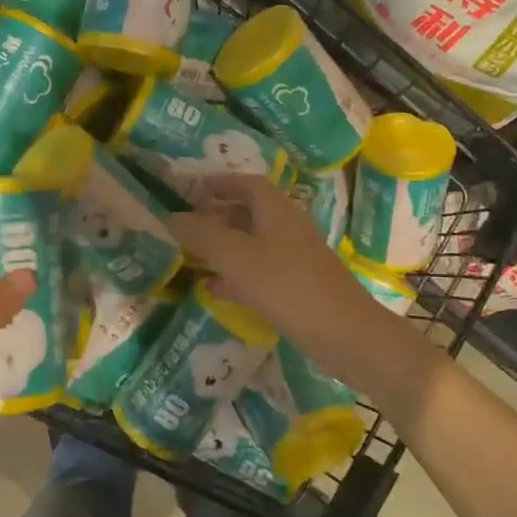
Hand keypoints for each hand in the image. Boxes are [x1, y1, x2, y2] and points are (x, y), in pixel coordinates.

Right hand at [168, 174, 393, 384]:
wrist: (344, 334)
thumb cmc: (287, 286)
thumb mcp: (236, 257)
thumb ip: (202, 235)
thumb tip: (171, 217)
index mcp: (277, 211)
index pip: (248, 184)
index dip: (221, 183)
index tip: (193, 190)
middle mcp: (288, 228)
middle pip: (251, 212)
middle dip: (218, 216)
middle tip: (187, 226)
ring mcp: (296, 259)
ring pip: (254, 244)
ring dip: (225, 247)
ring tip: (193, 256)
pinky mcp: (298, 288)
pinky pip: (261, 273)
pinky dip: (236, 275)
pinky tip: (214, 290)